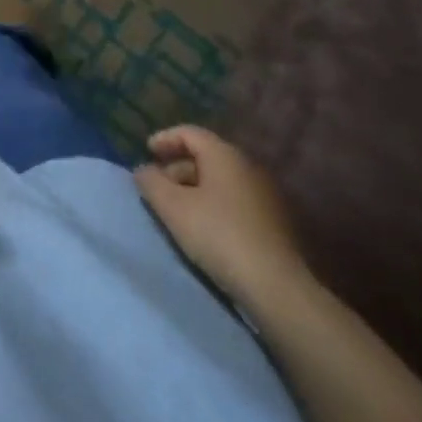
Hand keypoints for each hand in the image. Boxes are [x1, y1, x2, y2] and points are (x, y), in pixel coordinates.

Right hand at [135, 125, 308, 305]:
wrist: (278, 289)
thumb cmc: (219, 236)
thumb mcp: (173, 208)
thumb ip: (151, 182)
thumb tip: (143, 170)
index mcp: (224, 154)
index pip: (189, 133)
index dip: (164, 139)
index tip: (147, 152)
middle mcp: (248, 166)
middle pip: (206, 156)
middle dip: (178, 167)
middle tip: (159, 186)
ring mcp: (266, 195)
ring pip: (222, 181)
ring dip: (196, 189)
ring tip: (179, 211)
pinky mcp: (276, 223)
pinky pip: (236, 201)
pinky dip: (216, 205)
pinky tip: (206, 228)